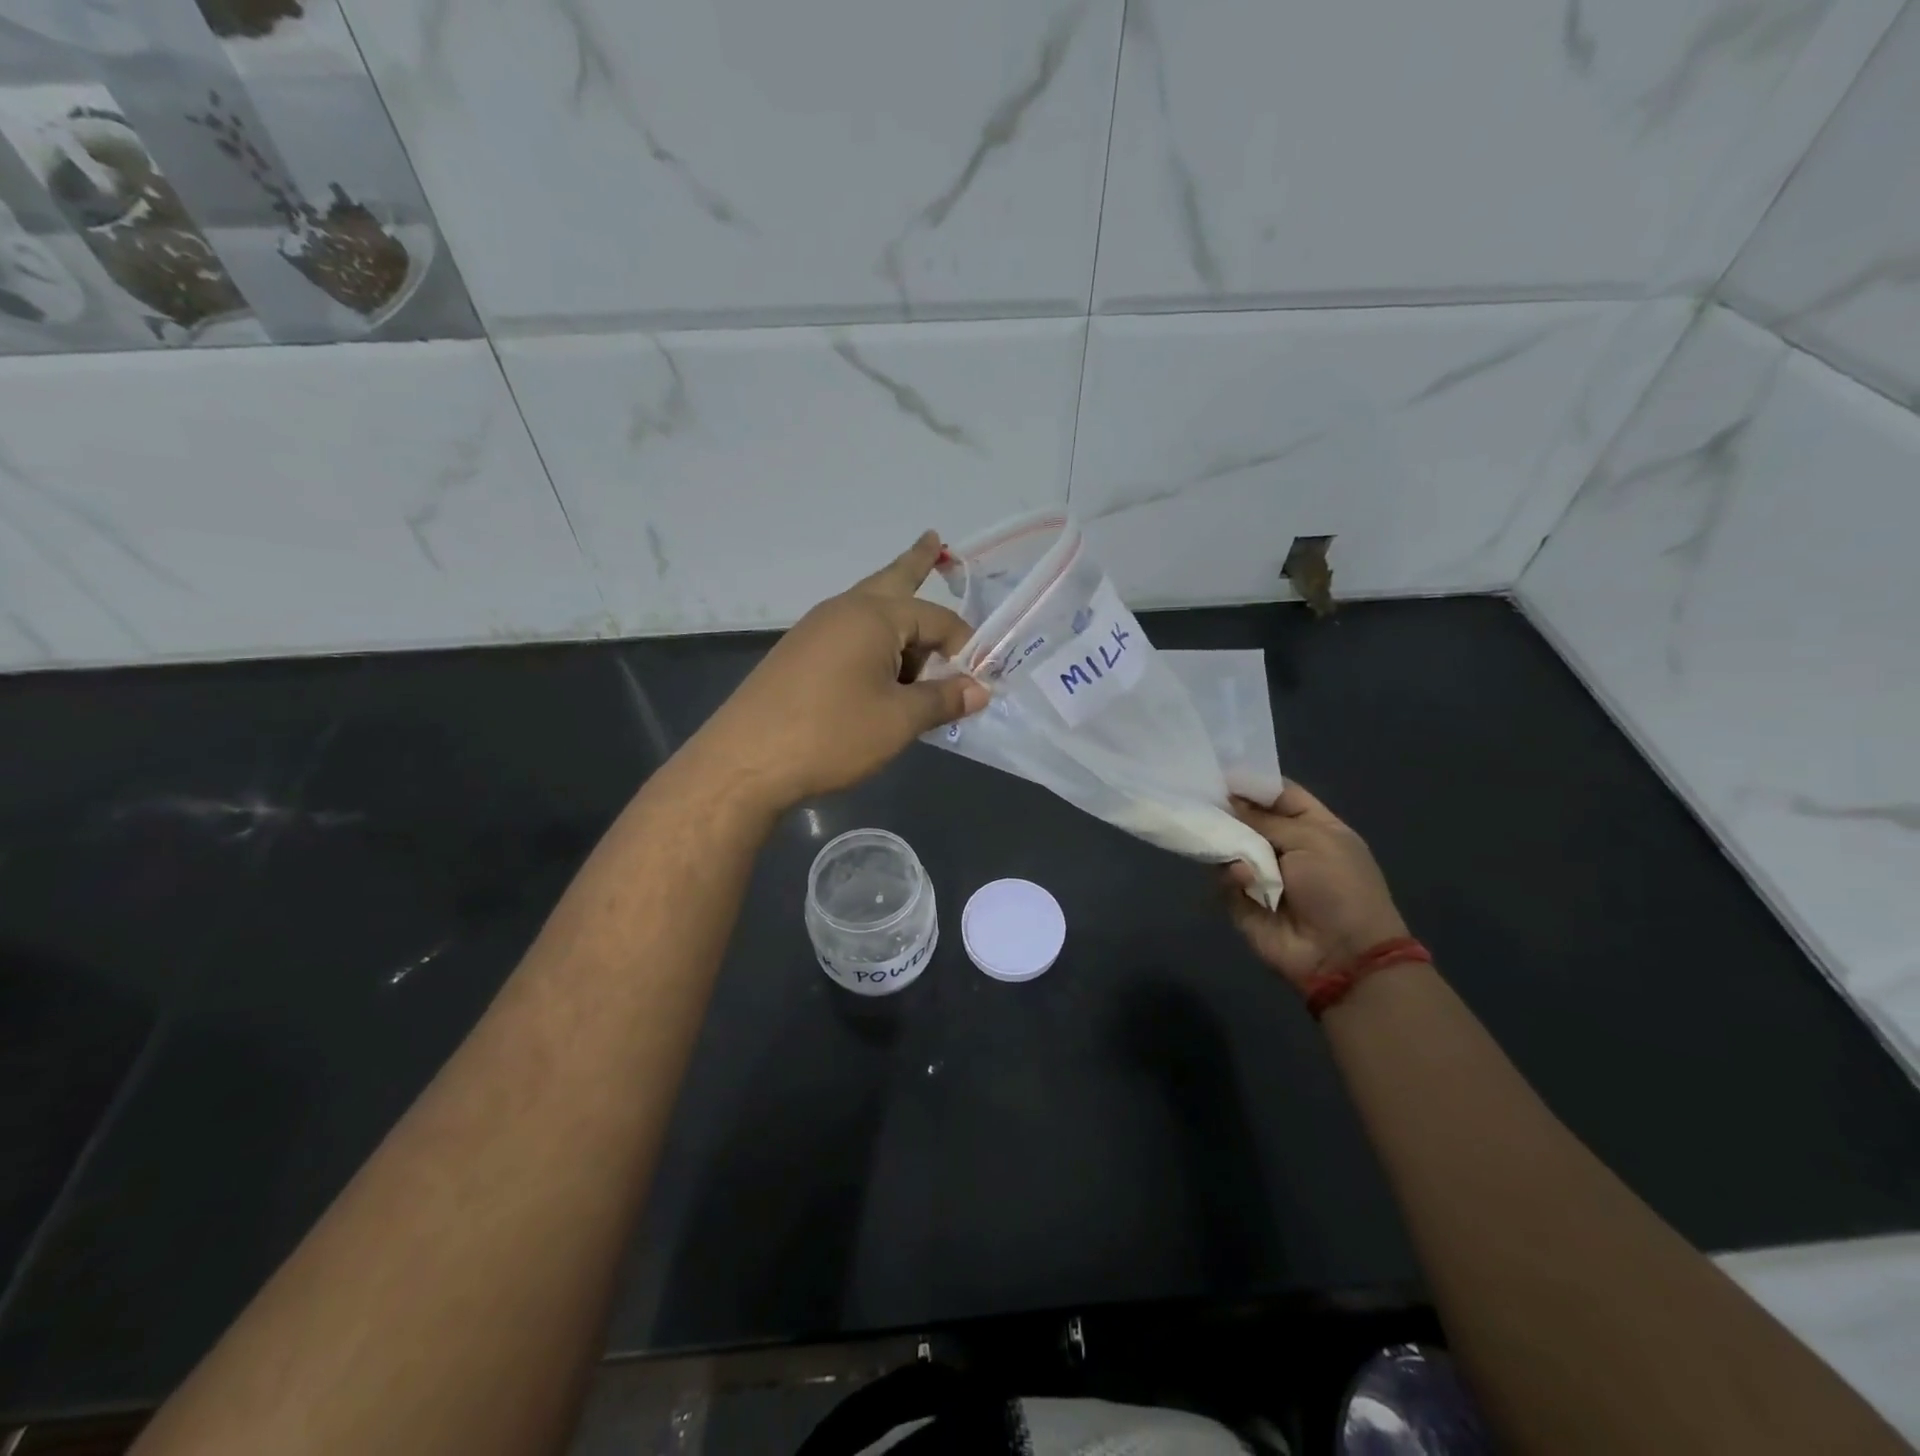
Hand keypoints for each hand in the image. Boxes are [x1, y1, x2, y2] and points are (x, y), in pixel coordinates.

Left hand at [686, 532, 990, 814]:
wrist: (746, 761)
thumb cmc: (832, 733)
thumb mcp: (899, 720)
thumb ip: (943, 700)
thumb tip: (979, 690)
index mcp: (874, 615)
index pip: (938, 619)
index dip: (965, 647)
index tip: (978, 680)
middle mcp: (843, 610)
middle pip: (892, 581)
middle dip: (916, 564)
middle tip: (934, 540)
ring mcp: (815, 630)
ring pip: (870, 614)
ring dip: (899, 626)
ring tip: (920, 652)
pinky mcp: (799, 655)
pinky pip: (849, 638)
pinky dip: (874, 648)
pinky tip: (880, 676)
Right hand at [1222, 783, 1408, 990]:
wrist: (1342, 955)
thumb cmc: (1339, 887)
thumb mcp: (1310, 840)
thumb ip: (1264, 820)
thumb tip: (1228, 801)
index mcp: (1314, 827)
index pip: (1279, 795)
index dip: (1253, 783)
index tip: (1219, 771)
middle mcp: (1286, 847)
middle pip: (1248, 819)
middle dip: (1227, 809)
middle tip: (1200, 797)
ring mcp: (1262, 875)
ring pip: (1230, 846)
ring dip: (1226, 842)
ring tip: (1219, 837)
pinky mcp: (1243, 901)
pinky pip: (1225, 878)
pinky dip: (1231, 876)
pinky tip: (1242, 879)